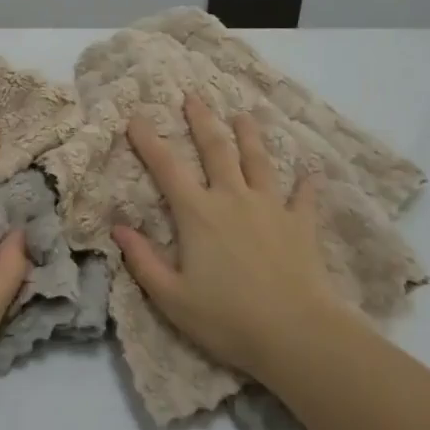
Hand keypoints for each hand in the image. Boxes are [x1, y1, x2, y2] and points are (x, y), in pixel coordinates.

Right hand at [114, 95, 342, 386]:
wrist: (297, 334)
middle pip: (216, 149)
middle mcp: (233, 198)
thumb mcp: (172, 298)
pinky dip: (306, 184)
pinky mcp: (301, 224)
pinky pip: (304, 197)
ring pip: (258, 161)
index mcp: (198, 214)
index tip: (136, 117)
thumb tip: (118, 228)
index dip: (149, 141)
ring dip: (250, 136)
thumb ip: (144, 261)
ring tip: (244, 115)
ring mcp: (271, 207)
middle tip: (193, 96)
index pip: (167, 168)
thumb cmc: (228, 319)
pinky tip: (311, 171)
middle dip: (202, 120)